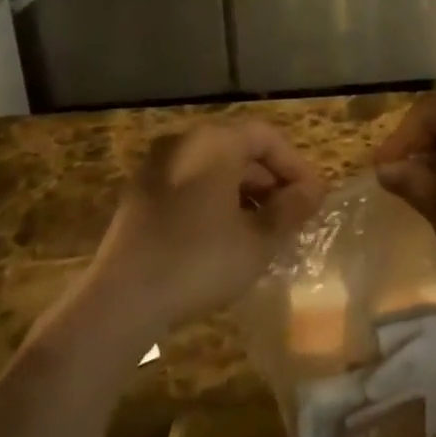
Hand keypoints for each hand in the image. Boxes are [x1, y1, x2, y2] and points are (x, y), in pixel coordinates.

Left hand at [88, 120, 324, 341]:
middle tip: (293, 216)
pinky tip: (227, 238)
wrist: (121, 299)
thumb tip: (312, 191)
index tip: (314, 198)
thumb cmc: (199, 261)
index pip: (266, 137)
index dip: (296, 166)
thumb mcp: (257, 241)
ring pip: (214, 169)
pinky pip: (190, 185)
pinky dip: (215, 201)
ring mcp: (157, 166)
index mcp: (214, 141)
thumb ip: (290, 210)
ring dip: (244, 193)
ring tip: (265, 230)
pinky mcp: (141, 194)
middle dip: (270, 181)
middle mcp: (185, 141)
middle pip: (239, 149)